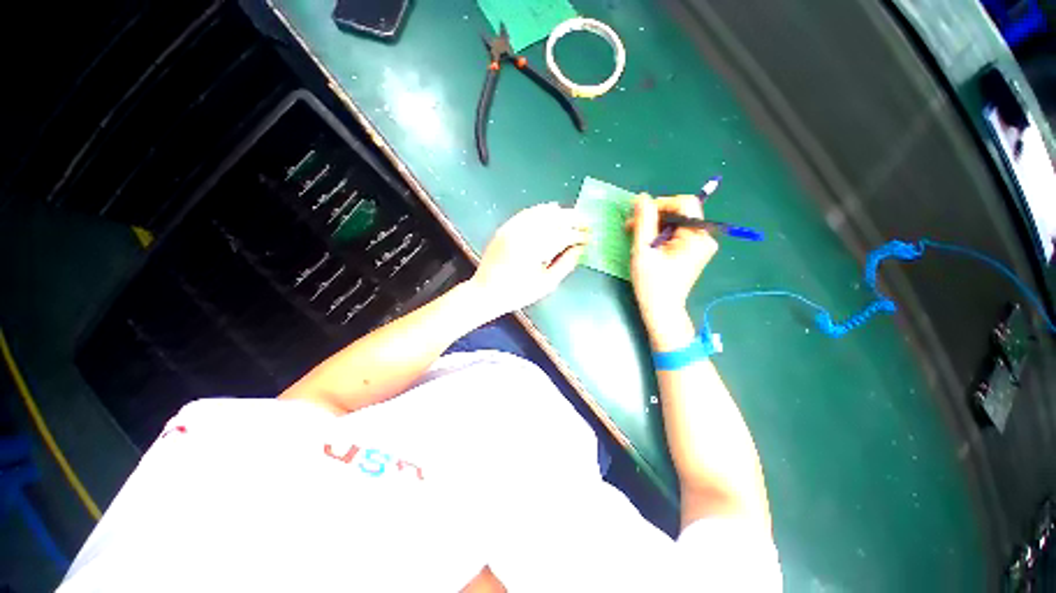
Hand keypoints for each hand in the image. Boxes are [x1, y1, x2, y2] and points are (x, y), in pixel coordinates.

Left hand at [470, 203, 588, 314]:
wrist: (486, 291)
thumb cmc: (518, 293)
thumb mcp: (546, 284)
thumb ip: (565, 264)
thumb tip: (580, 249)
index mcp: (534, 250)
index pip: (562, 236)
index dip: (578, 235)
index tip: (590, 237)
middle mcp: (523, 234)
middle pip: (553, 219)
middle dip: (572, 219)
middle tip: (586, 222)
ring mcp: (512, 229)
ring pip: (540, 213)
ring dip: (559, 213)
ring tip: (573, 215)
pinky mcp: (505, 228)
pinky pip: (526, 213)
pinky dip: (540, 210)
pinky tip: (550, 209)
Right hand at [627, 194, 717, 336]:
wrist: (661, 310)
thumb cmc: (652, 283)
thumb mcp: (643, 250)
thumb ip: (643, 221)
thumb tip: (641, 197)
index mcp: (697, 237)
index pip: (684, 203)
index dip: (660, 203)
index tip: (639, 214)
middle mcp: (704, 238)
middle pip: (680, 212)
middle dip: (654, 216)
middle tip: (630, 226)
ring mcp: (700, 246)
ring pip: (676, 222)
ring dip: (654, 225)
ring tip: (634, 235)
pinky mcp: (693, 252)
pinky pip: (676, 233)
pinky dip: (659, 234)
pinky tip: (645, 243)